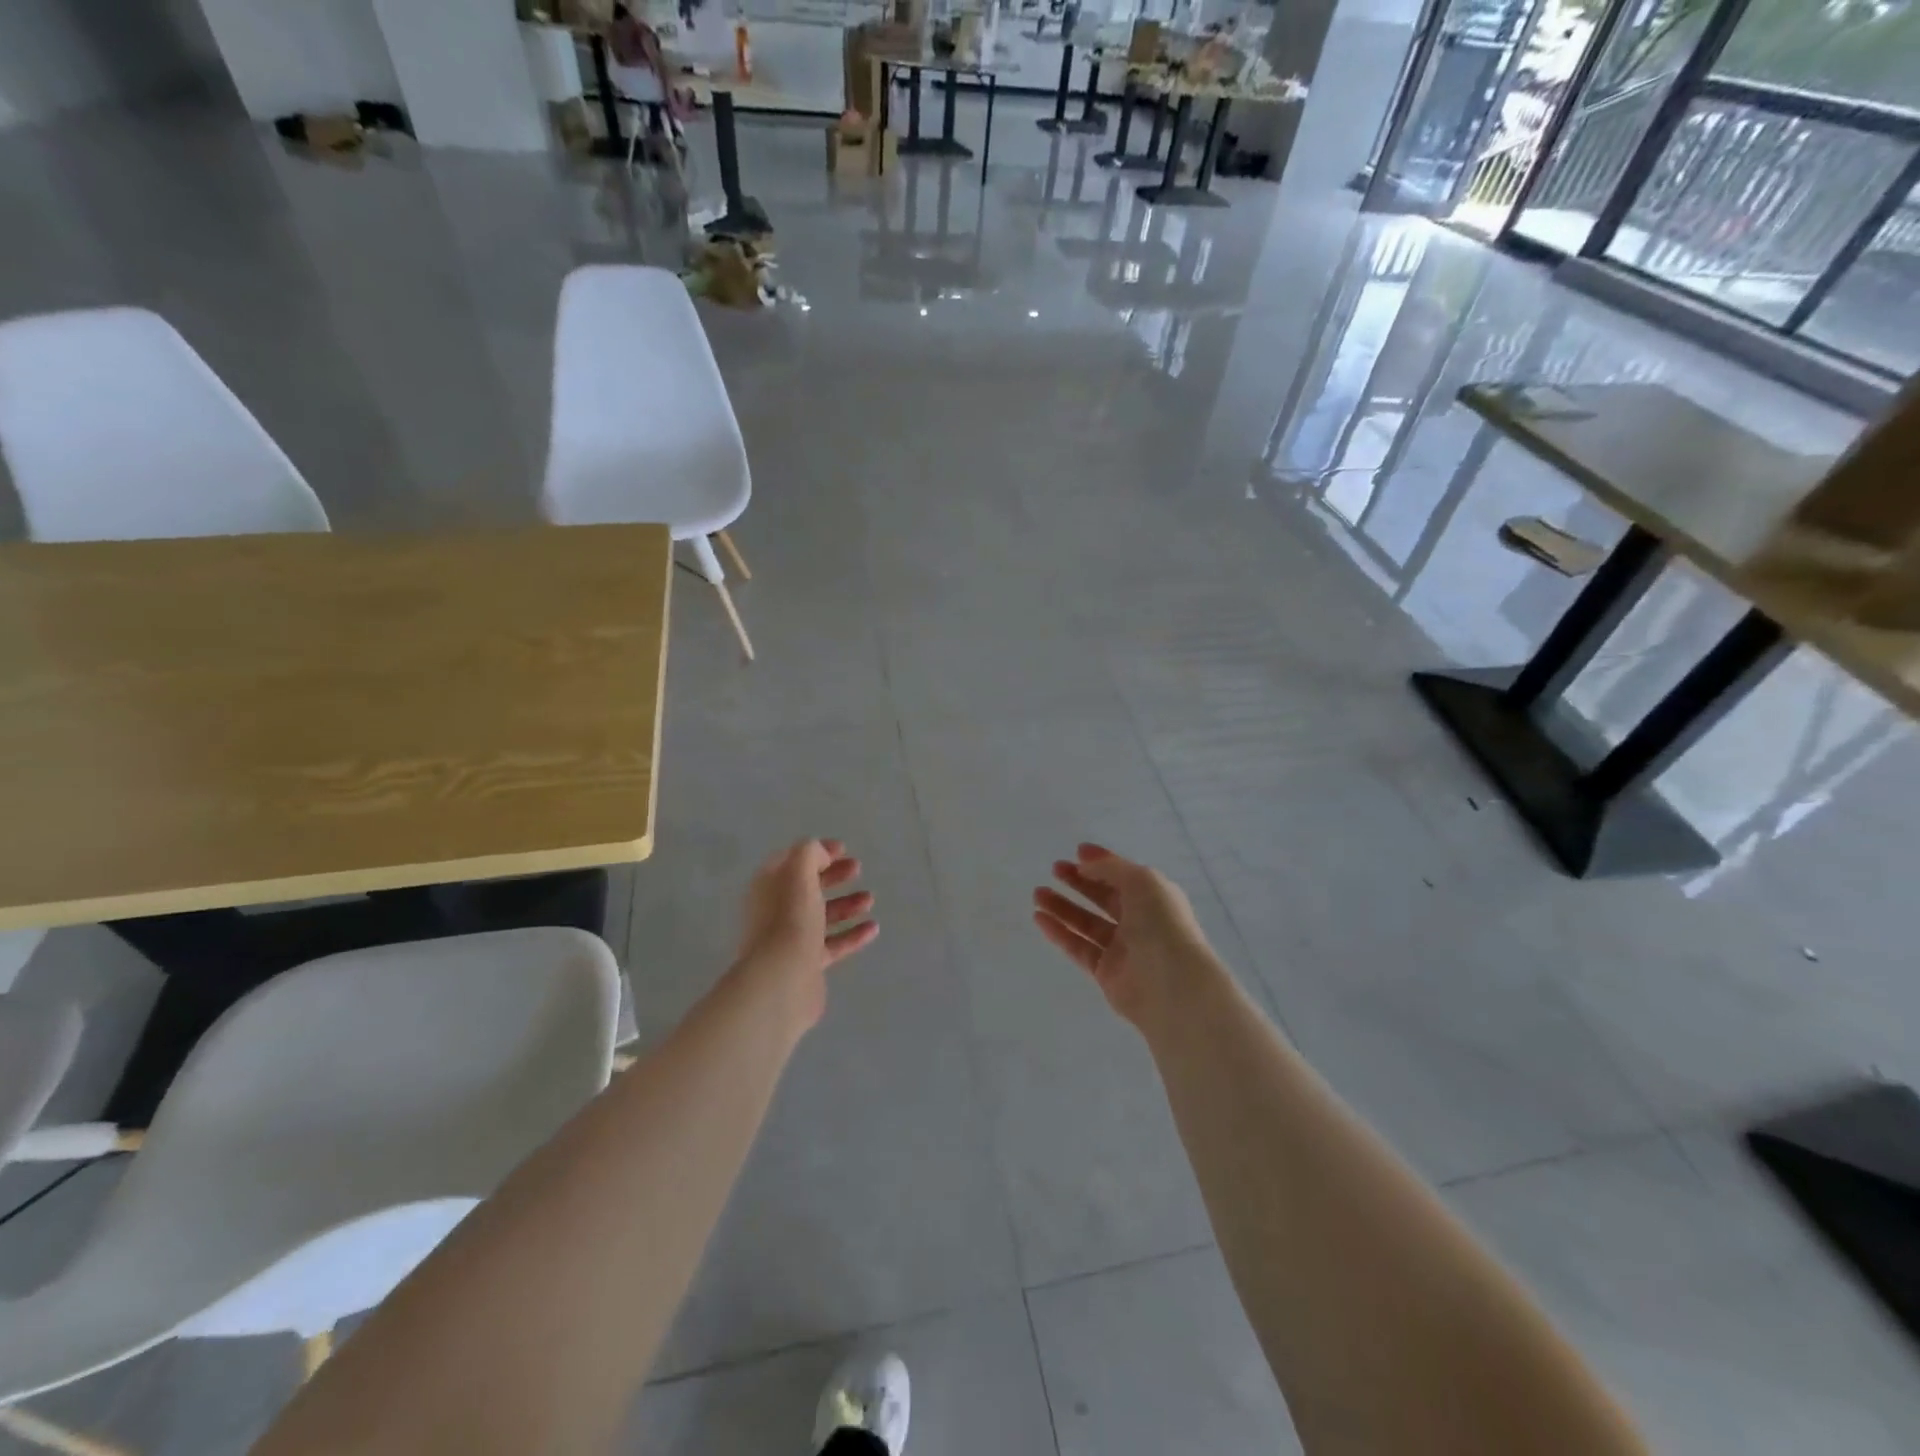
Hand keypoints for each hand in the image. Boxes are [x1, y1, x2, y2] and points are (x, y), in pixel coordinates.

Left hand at [736, 839, 877, 1029]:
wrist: (782, 980)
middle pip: (808, 886)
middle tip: (858, 869)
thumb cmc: (789, 919)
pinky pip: (832, 944)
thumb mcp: (799, 873)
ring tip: (869, 900)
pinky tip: (873, 928)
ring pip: (822, 915)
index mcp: (769, 885)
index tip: (844, 849)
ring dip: (846, 904)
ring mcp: (790, 938)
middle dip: (834, 875)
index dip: (817, 851)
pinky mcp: (807, 964)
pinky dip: (852, 934)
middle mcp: (776, 909)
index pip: (792, 859)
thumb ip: (810, 853)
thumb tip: (820, 856)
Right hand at [1032, 843, 1215, 1029]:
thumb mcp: (1141, 881)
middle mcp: (1139, 921)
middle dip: (1079, 882)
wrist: (1172, 986)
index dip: (1102, 862)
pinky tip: (1039, 918)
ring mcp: (1122, 948)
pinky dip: (1059, 932)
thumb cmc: (1162, 925)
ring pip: (1086, 922)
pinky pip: (1078, 947)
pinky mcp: (1105, 972)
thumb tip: (1084, 865)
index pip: (1123, 875)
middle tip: (1054, 870)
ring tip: (1037, 894)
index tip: (1076, 852)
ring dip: (1062, 907)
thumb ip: (1110, 868)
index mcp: (1153, 897)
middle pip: (1103, 897)